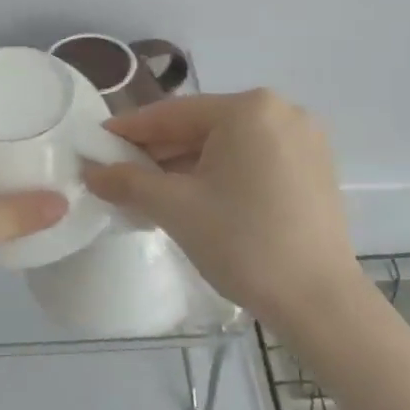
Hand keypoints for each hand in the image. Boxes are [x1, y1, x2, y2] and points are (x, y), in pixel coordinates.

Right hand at [83, 89, 361, 323]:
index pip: (173, 114)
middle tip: (119, 173)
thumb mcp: (175, 208)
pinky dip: (221, 173)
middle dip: (159, 152)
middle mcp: (281, 111)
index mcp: (249, 109)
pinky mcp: (314, 168)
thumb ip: (127, 182)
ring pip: (228, 145)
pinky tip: (195, 197)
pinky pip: (253, 159)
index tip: (96, 143)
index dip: (130, 130)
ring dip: (187, 164)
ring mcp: (304, 139)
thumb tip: (91, 171)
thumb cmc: (242, 242)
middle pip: (203, 126)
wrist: (318, 301)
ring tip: (150, 190)